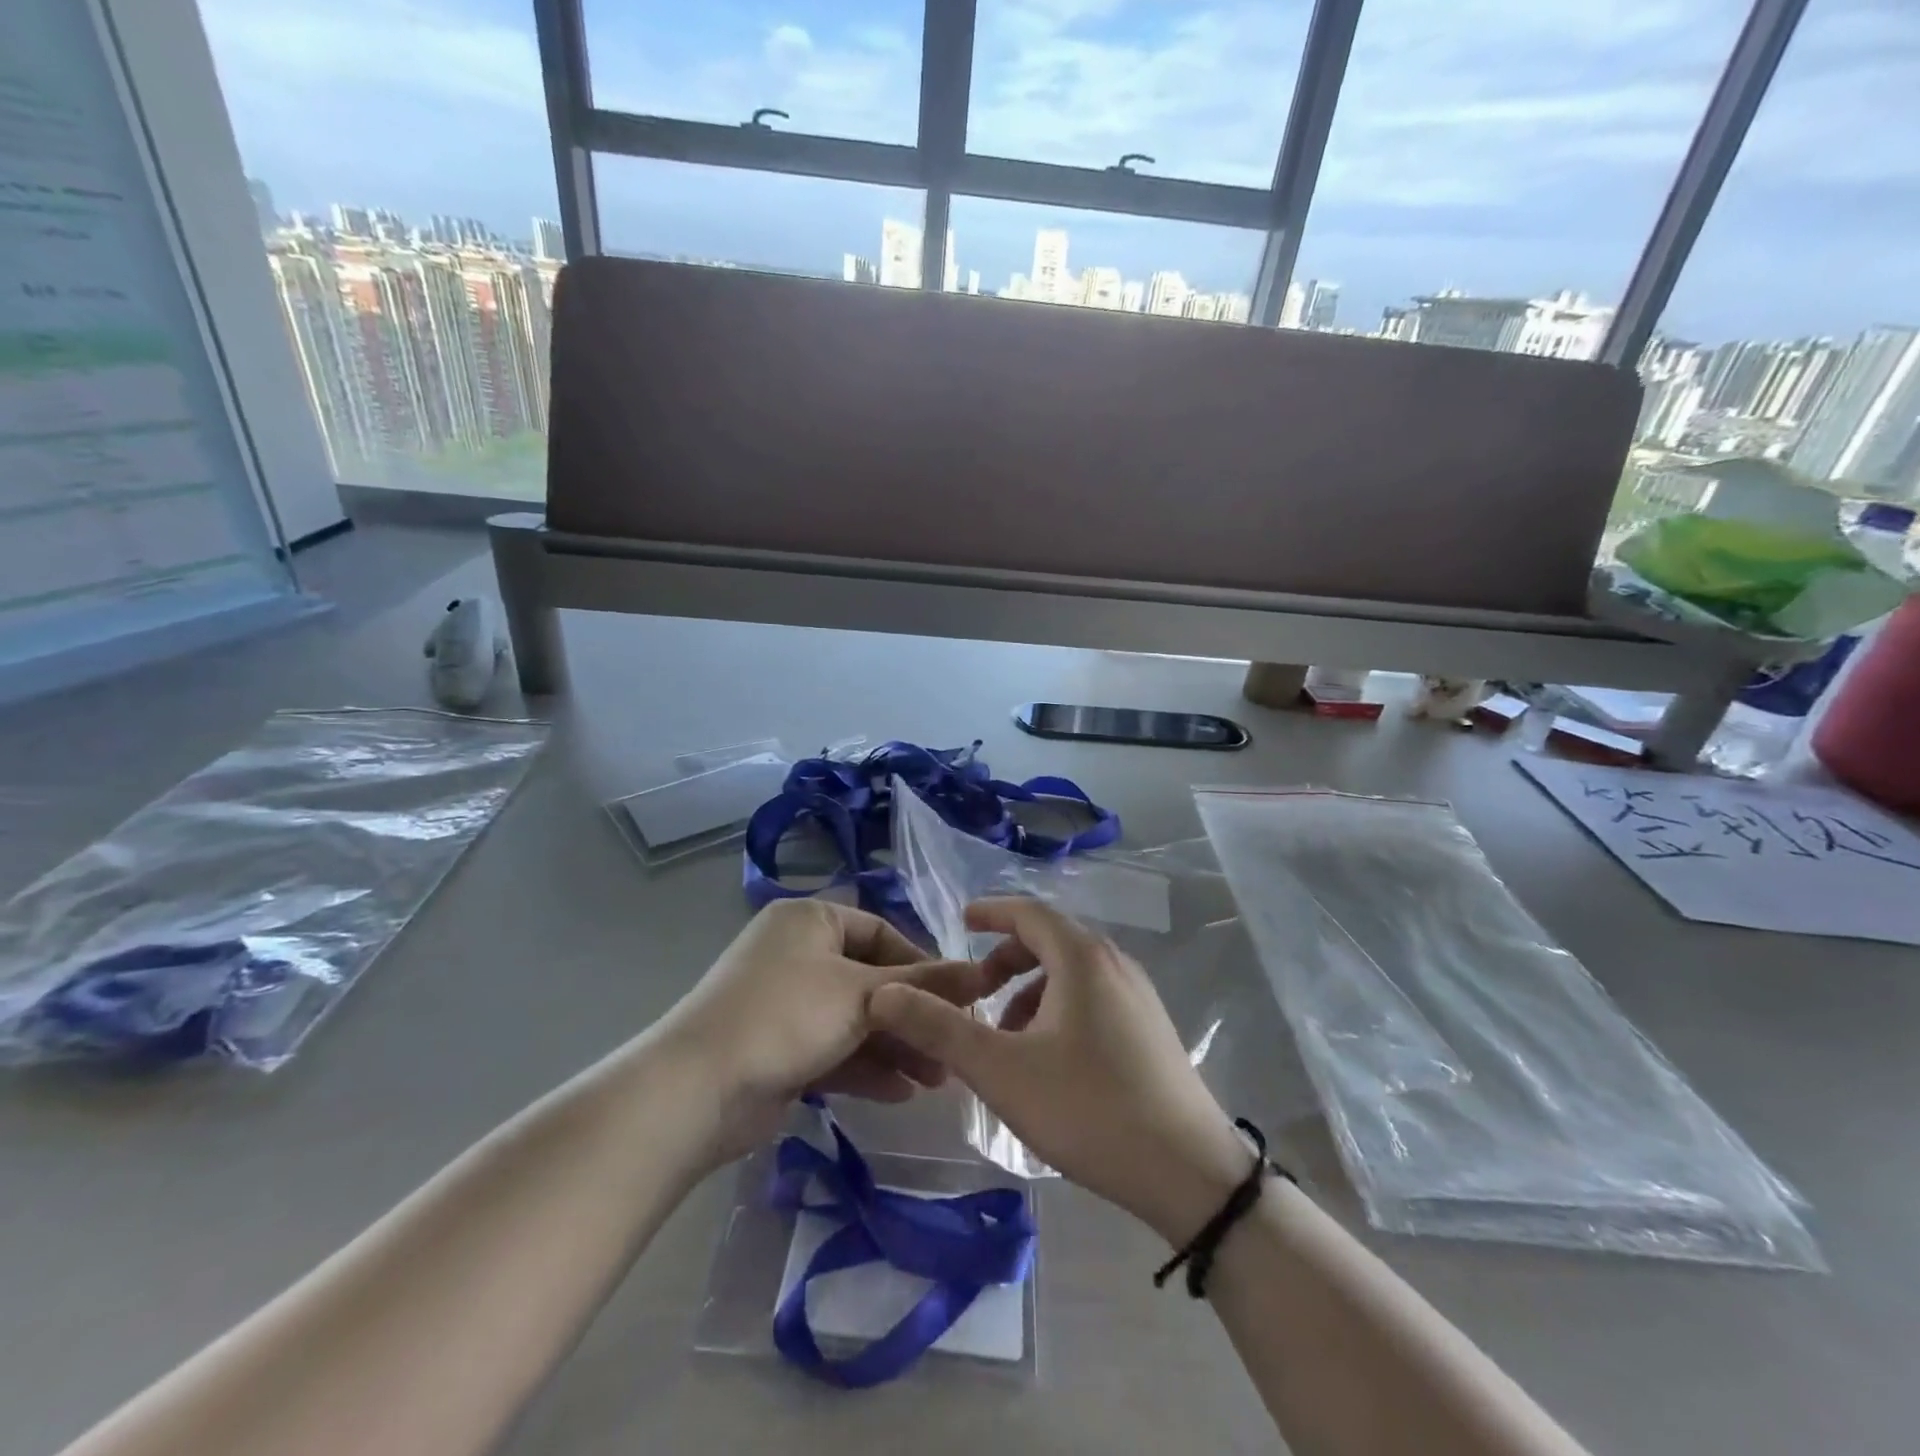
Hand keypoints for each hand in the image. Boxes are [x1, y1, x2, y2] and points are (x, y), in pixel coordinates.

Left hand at [658, 899, 1004, 1165]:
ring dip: (895, 1045)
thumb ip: (924, 986)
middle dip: (911, 1015)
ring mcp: (786, 1003)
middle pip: (870, 979)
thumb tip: (982, 973)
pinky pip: (834, 1049)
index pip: (880, 932)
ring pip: (854, 1019)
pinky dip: (866, 1067)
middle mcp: (797, 953)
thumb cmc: (786, 1016)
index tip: (957, 997)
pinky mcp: (780, 1048)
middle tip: (951, 1044)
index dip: (921, 964)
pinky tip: (903, 1092)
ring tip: (938, 1077)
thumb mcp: (862, 995)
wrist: (698, 1090)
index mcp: (810, 920)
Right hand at [868, 897, 1253, 1244]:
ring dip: (1032, 990)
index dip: (991, 912)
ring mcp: (1139, 996)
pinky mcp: (1150, 1028)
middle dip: (1006, 960)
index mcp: (1082, 958)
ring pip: (1073, 973)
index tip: (961, 920)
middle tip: (976, 990)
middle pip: (1051, 941)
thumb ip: (939, 1029)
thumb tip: (883, 994)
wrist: (1189, 1173)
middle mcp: (1114, 964)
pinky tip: (1048, 1058)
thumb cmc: (1088, 1108)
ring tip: (1006, 1036)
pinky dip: (1059, 1008)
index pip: (1028, 913)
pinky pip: (1093, 997)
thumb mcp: (1001, 1070)